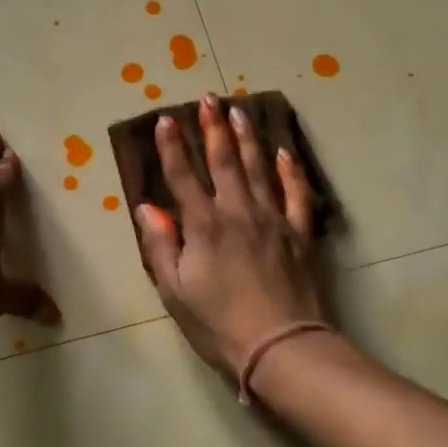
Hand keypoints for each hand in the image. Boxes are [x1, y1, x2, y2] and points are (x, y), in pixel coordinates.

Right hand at [137, 95, 327, 384]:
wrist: (282, 348)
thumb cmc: (219, 324)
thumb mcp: (175, 291)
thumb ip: (160, 246)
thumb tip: (146, 207)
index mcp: (203, 226)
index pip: (182, 177)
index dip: (172, 147)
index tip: (166, 118)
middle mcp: (238, 212)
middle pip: (224, 162)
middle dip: (213, 128)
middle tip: (208, 98)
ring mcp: (273, 220)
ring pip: (259, 168)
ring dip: (248, 137)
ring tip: (240, 109)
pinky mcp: (301, 234)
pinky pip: (297, 194)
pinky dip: (290, 171)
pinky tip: (284, 152)